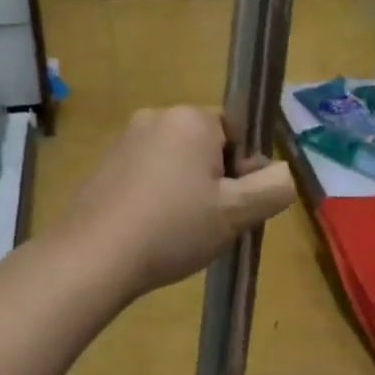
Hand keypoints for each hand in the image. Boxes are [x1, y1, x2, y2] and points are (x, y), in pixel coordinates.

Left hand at [56, 106, 296, 300]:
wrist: (92, 257)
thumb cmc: (172, 228)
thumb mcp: (236, 213)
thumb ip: (273, 187)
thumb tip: (282, 172)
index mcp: (190, 118)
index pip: (238, 133)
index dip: (244, 170)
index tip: (233, 205)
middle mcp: (156, 117)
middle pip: (206, 146)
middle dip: (215, 180)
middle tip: (209, 222)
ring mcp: (124, 140)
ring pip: (176, 162)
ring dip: (186, 190)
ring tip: (178, 231)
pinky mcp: (103, 165)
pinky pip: (147, 174)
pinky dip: (156, 196)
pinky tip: (150, 230)